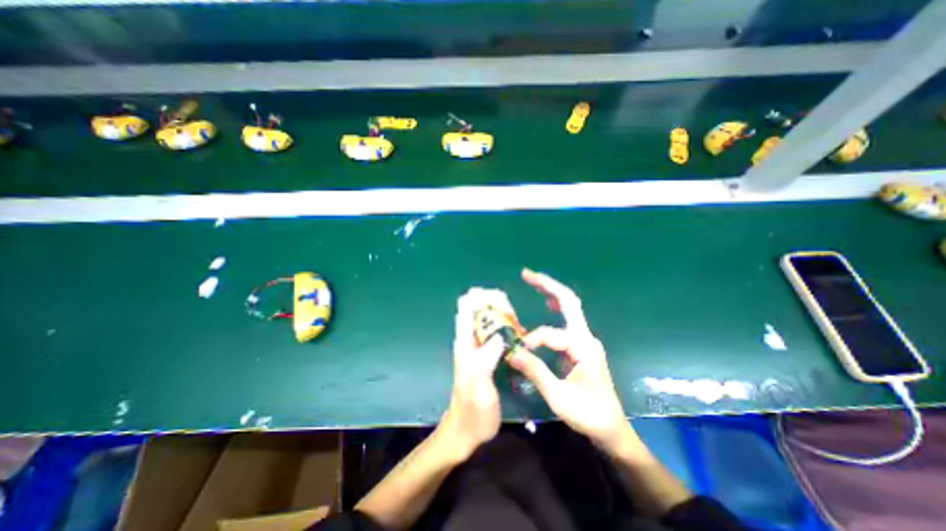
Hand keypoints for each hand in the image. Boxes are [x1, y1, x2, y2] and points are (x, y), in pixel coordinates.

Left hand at [443, 288, 514, 457]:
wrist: (466, 430)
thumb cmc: (472, 410)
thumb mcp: (479, 385)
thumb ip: (486, 358)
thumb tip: (500, 334)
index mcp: (465, 340)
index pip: (467, 304)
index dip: (483, 296)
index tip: (504, 304)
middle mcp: (470, 338)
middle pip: (481, 306)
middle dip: (499, 305)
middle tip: (516, 321)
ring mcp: (479, 345)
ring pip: (490, 317)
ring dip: (505, 316)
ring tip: (520, 329)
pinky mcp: (487, 354)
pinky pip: (498, 331)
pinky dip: (508, 328)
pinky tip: (520, 338)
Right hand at [506, 272, 631, 453]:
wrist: (612, 430)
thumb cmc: (588, 414)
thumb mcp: (559, 396)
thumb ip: (535, 371)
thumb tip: (511, 352)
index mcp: (583, 347)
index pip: (552, 334)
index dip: (533, 340)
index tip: (518, 353)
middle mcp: (586, 337)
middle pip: (569, 302)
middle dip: (548, 286)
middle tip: (527, 274)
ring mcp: (584, 340)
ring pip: (569, 308)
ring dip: (552, 293)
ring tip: (534, 281)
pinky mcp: (580, 346)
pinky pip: (566, 321)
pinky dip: (555, 308)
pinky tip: (547, 305)